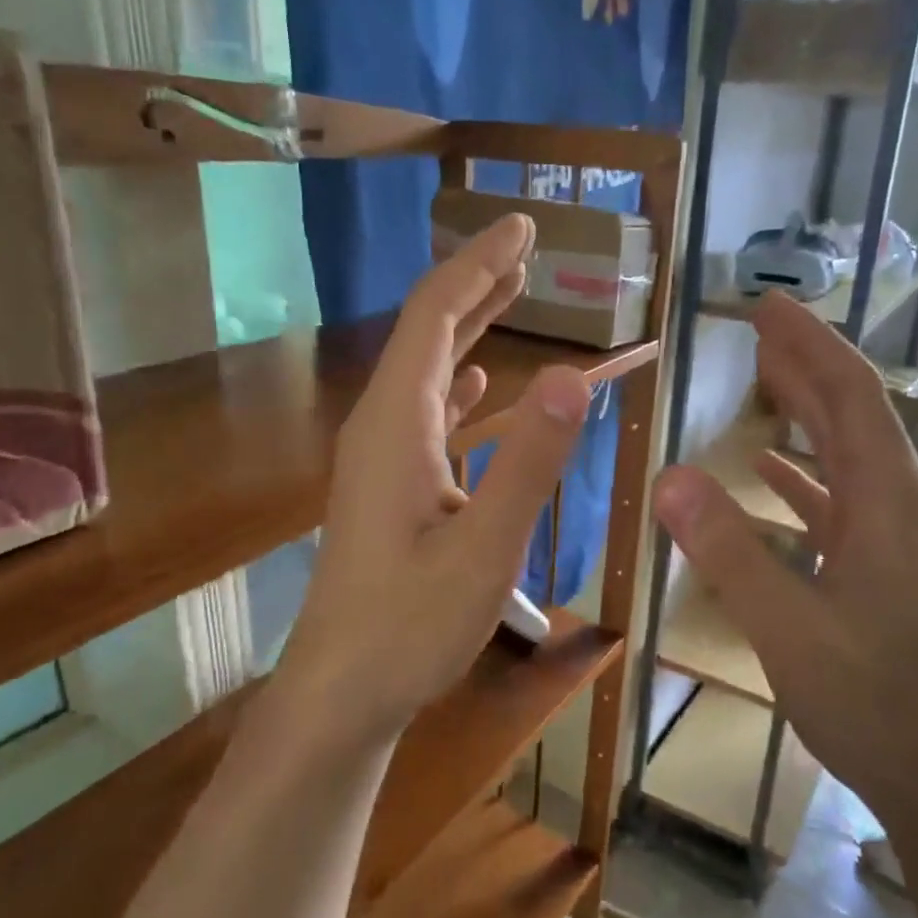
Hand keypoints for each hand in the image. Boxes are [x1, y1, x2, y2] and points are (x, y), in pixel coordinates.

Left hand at [276, 215, 590, 750]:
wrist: (342, 691)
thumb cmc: (411, 626)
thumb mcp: (486, 549)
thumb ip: (530, 463)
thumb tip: (575, 376)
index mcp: (397, 423)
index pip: (436, 316)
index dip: (478, 264)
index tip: (521, 227)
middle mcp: (380, 426)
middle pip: (426, 332)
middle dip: (474, 282)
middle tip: (522, 245)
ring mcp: (379, 457)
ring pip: (426, 370)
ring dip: (468, 327)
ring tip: (510, 293)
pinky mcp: (386, 487)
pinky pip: (424, 411)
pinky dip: (456, 381)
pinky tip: (479, 382)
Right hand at [651, 294, 917, 824]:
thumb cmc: (868, 702)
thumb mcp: (787, 628)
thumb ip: (729, 552)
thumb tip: (668, 477)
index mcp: (886, 505)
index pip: (852, 399)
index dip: (811, 347)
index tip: (770, 306)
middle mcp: (896, 506)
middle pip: (853, 413)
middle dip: (808, 362)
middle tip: (760, 323)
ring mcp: (888, 537)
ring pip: (846, 452)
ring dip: (807, 408)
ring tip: (764, 373)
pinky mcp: (876, 565)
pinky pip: (836, 496)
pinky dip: (802, 470)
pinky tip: (767, 466)